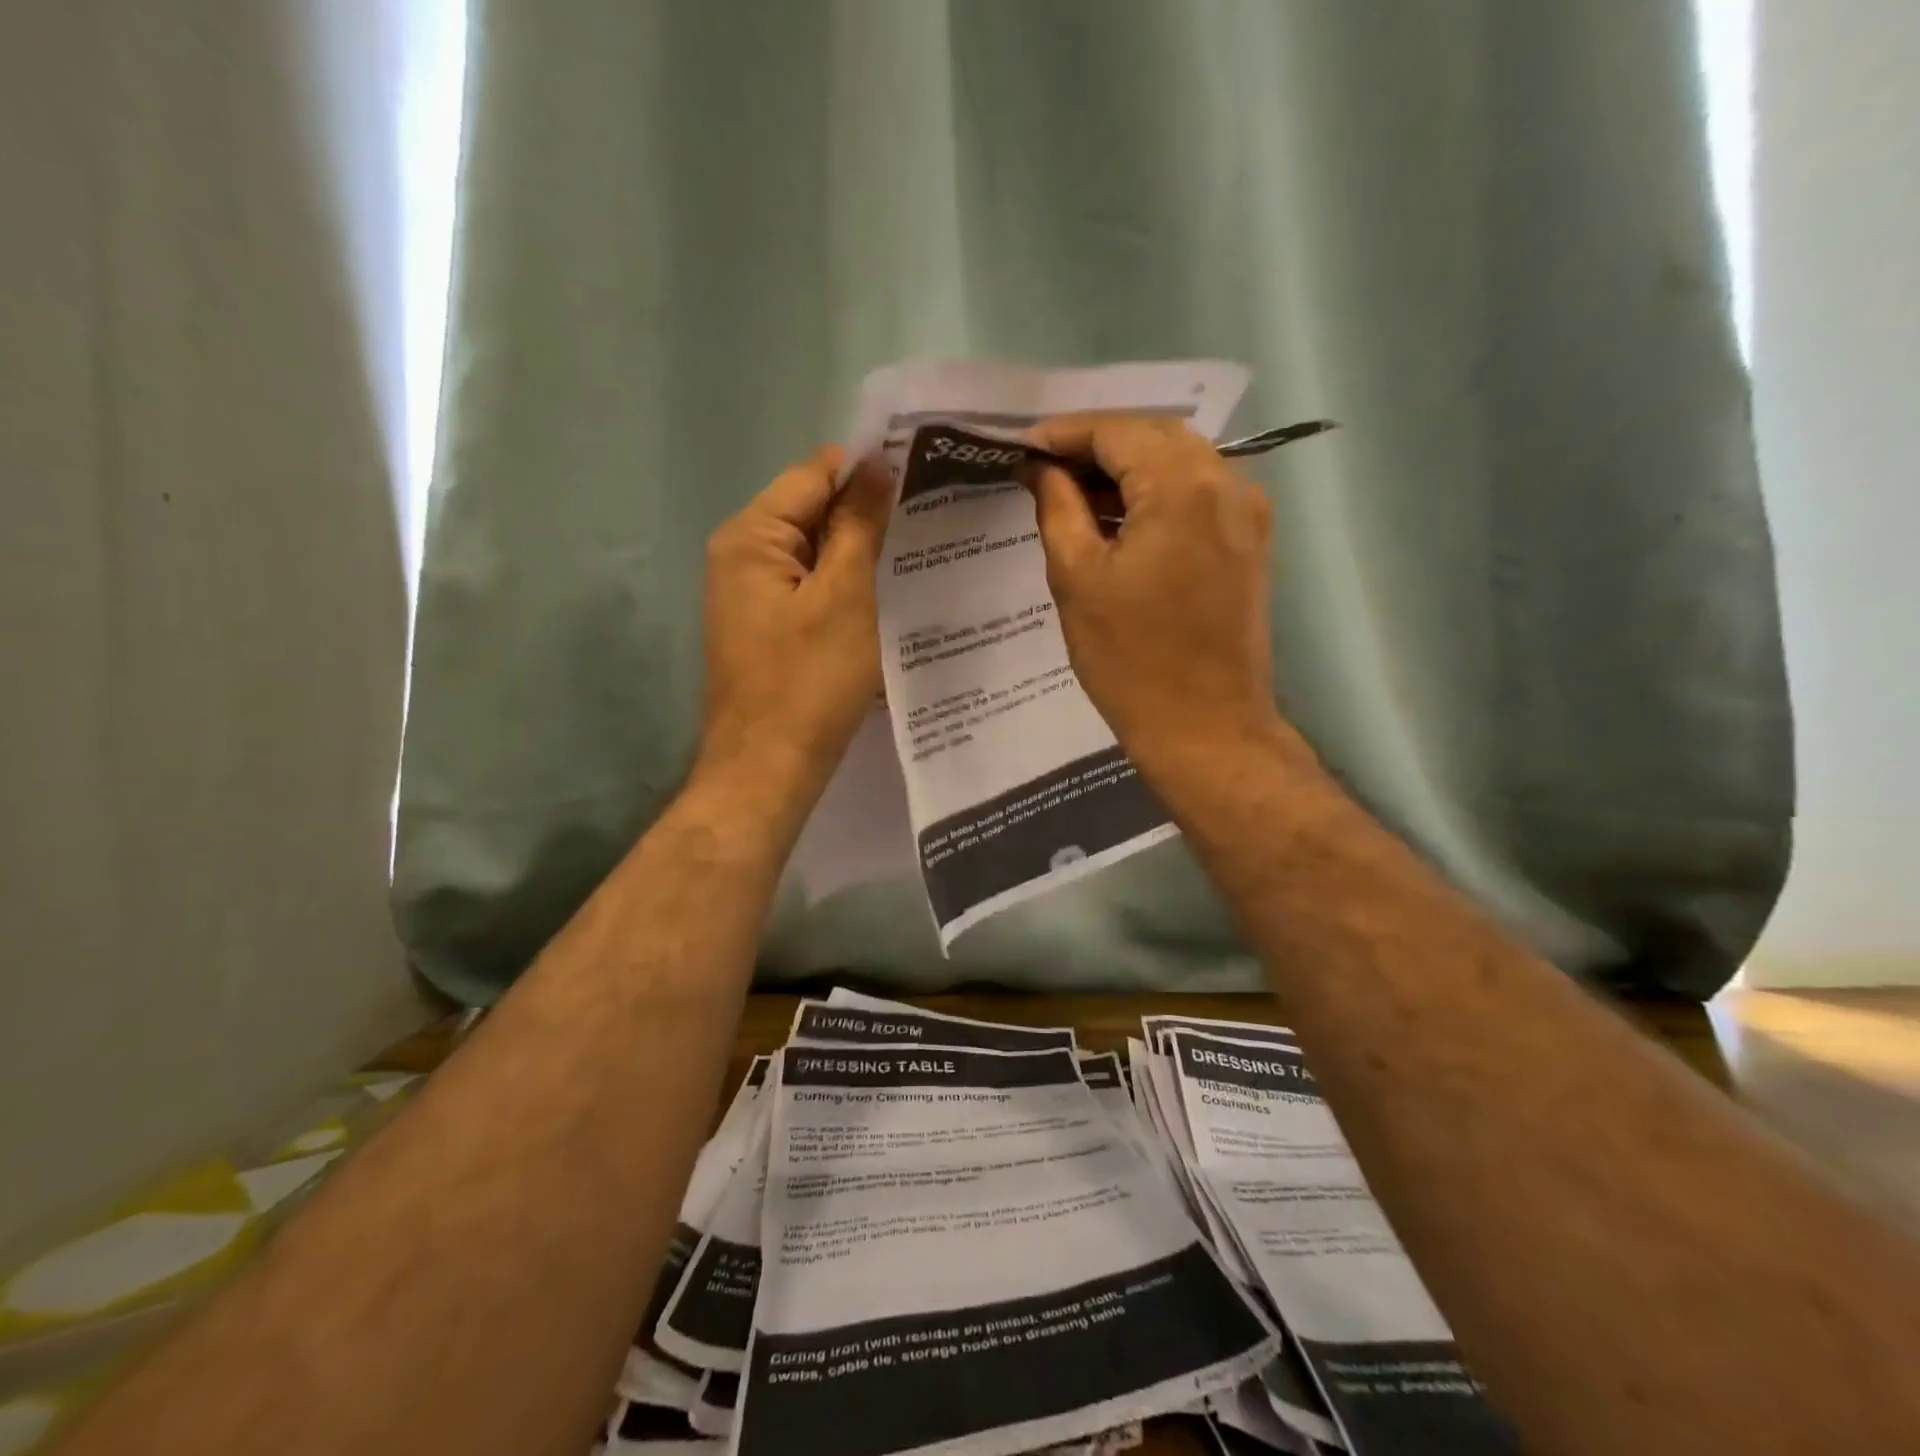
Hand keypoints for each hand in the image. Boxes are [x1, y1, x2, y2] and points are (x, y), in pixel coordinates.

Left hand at [698, 447, 892, 804]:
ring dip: (860, 553)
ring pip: (816, 554)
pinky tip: (886, 594)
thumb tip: (876, 464)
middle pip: (811, 511)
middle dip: (867, 514)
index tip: (925, 475)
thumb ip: (858, 526)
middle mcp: (740, 555)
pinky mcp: (767, 627)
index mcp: (751, 536)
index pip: (814, 475)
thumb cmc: (809, 682)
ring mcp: (751, 594)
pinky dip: (845, 587)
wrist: (768, 769)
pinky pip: (811, 589)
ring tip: (919, 552)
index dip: (868, 470)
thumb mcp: (845, 597)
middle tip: (932, 517)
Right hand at [1025, 416, 1282, 767]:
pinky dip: (1156, 495)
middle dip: (1095, 446)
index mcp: (1182, 486)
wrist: (1205, 728)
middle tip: (1043, 470)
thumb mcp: (1076, 578)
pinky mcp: (1250, 542)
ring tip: (1072, 495)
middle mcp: (1227, 482)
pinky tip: (1118, 518)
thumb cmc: (1130, 660)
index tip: (1020, 449)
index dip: (1063, 435)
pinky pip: (1198, 494)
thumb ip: (1057, 505)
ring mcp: (1247, 512)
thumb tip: (1039, 467)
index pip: (1116, 431)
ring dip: (1126, 470)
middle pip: (1153, 437)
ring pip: (1179, 462)